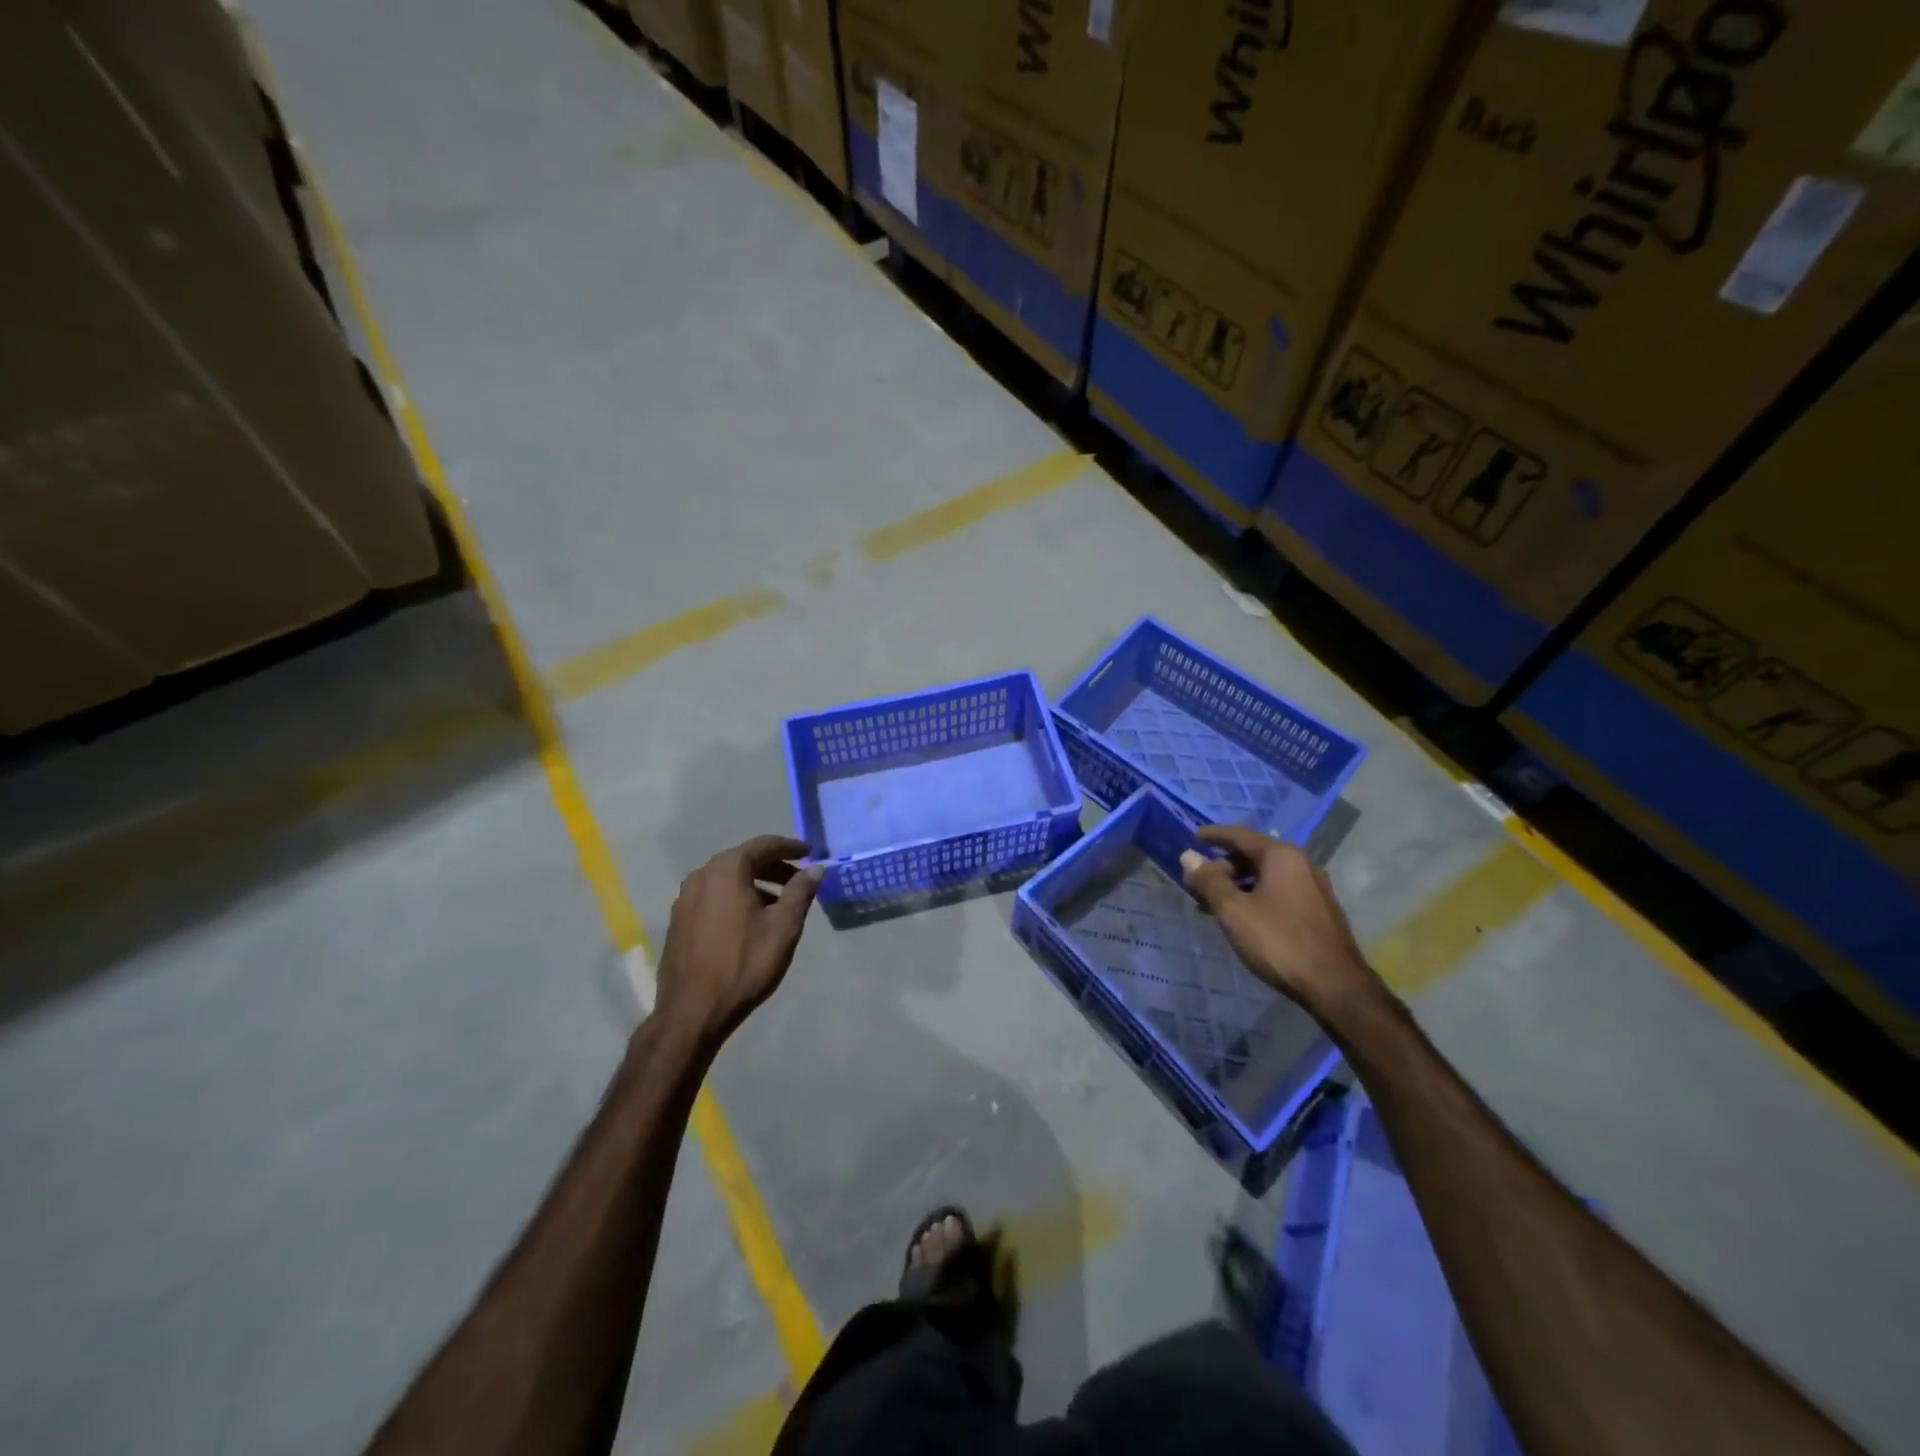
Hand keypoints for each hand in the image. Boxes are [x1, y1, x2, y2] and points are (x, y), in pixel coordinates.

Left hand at [655, 835, 822, 1047]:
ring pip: (727, 880)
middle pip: (744, 860)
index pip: (764, 845)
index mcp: (726, 870)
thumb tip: (814, 868)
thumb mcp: (783, 927)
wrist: (692, 1012)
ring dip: (755, 884)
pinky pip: (714, 897)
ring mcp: (685, 899)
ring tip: (779, 904)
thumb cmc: (744, 964)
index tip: (810, 852)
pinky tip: (750, 921)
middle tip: (799, 880)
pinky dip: (736, 898)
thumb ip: (800, 892)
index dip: (790, 847)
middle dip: (774, 867)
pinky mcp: (679, 921)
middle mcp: (701, 876)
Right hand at [1179, 826, 1385, 1028]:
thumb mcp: (1234, 911)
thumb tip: (1188, 856)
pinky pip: (1280, 891)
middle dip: (1223, 867)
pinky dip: (1257, 896)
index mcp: (1281, 856)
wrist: (1336, 986)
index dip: (1213, 835)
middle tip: (1199, 885)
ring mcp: (1314, 887)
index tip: (1192, 838)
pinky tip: (1245, 919)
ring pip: (1267, 876)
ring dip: (1238, 885)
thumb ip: (1209, 881)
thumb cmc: (1279, 942)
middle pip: (1253, 855)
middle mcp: (1301, 864)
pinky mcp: (1320, 910)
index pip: (1240, 835)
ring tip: (1216, 906)